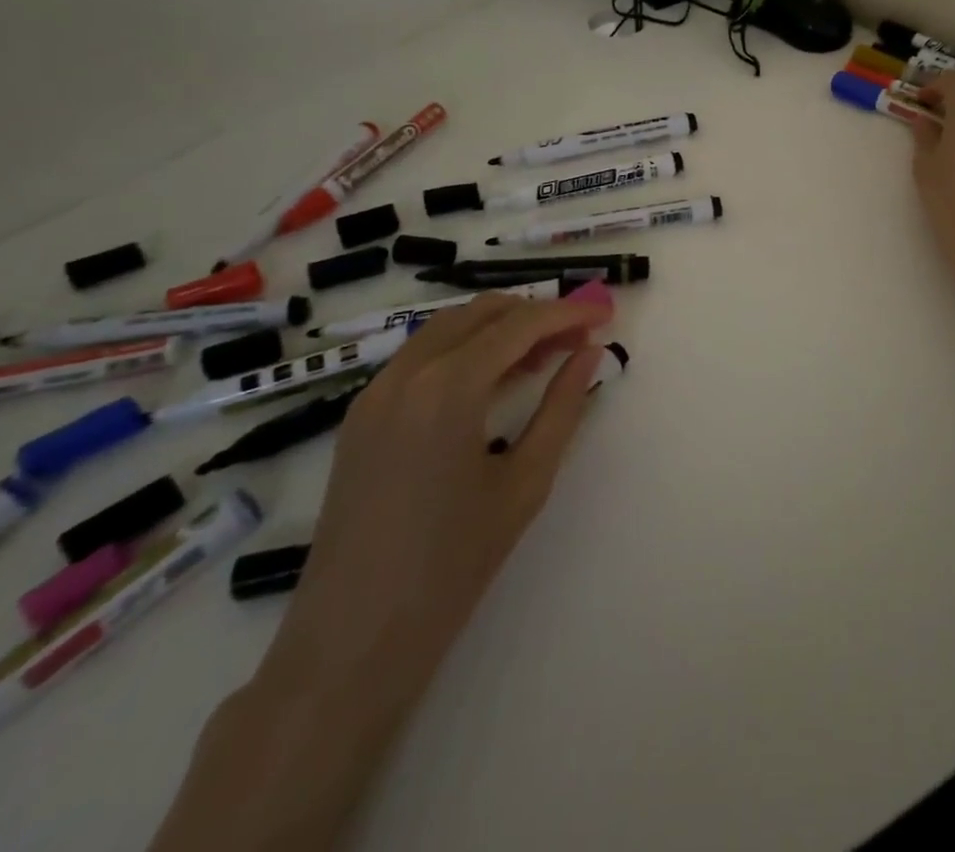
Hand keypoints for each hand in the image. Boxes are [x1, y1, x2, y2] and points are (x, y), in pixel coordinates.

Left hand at [260, 292, 614, 690]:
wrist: (352, 642)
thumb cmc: (452, 565)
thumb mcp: (526, 482)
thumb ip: (563, 406)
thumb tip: (590, 352)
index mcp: (448, 388)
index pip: (519, 325)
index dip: (566, 313)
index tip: (603, 315)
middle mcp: (406, 374)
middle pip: (480, 313)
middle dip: (534, 314)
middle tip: (577, 336)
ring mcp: (374, 393)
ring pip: (447, 328)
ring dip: (498, 328)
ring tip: (544, 355)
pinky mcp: (360, 416)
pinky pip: (421, 357)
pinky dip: (464, 349)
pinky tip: (493, 379)